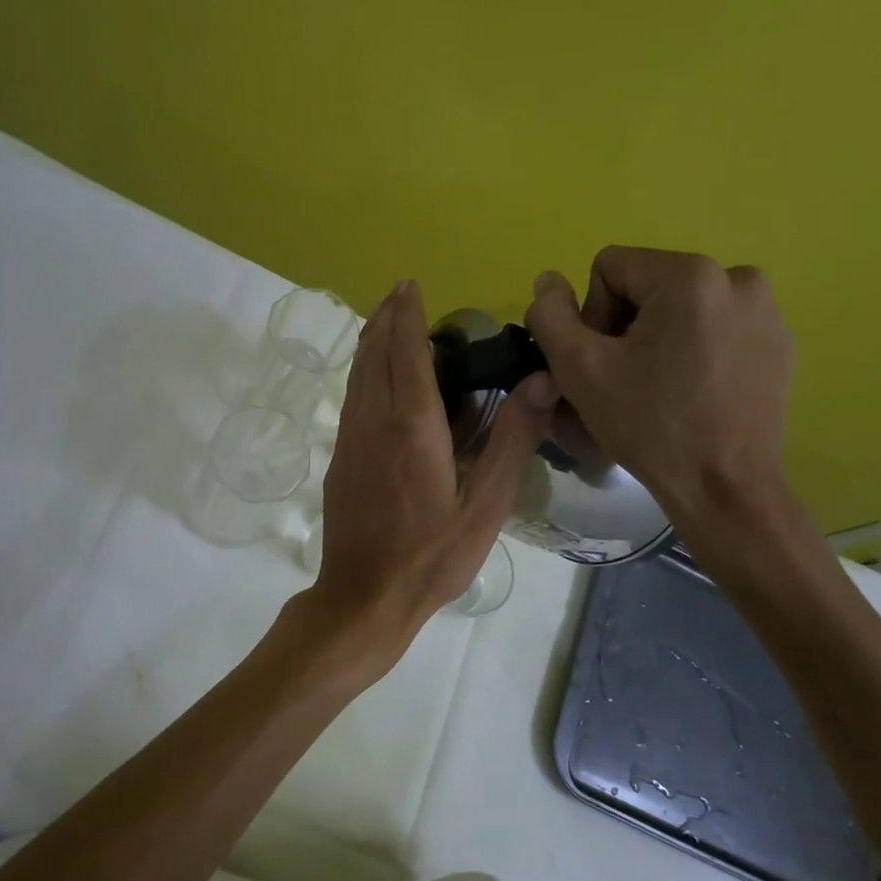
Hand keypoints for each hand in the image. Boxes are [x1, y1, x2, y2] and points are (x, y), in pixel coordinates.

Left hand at [312, 281, 556, 645]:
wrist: (363, 596)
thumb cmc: (432, 555)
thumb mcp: (486, 504)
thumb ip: (512, 440)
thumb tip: (540, 380)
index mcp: (413, 425)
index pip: (407, 351)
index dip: (408, 314)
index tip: (411, 284)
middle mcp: (373, 420)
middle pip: (375, 353)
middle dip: (387, 317)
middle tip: (401, 292)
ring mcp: (350, 439)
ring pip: (358, 373)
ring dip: (371, 341)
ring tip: (386, 320)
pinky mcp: (340, 458)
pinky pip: (352, 397)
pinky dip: (364, 371)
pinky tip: (374, 377)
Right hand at [526, 247, 793, 537]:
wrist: (726, 488)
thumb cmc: (649, 426)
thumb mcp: (579, 370)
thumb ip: (550, 316)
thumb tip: (548, 281)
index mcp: (690, 275)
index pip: (610, 269)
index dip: (592, 316)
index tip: (604, 364)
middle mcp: (737, 278)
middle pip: (648, 285)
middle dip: (626, 327)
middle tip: (627, 381)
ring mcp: (767, 311)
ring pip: (682, 307)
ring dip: (660, 339)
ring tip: (660, 389)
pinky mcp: (780, 342)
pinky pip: (717, 328)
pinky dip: (696, 351)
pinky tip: (694, 394)